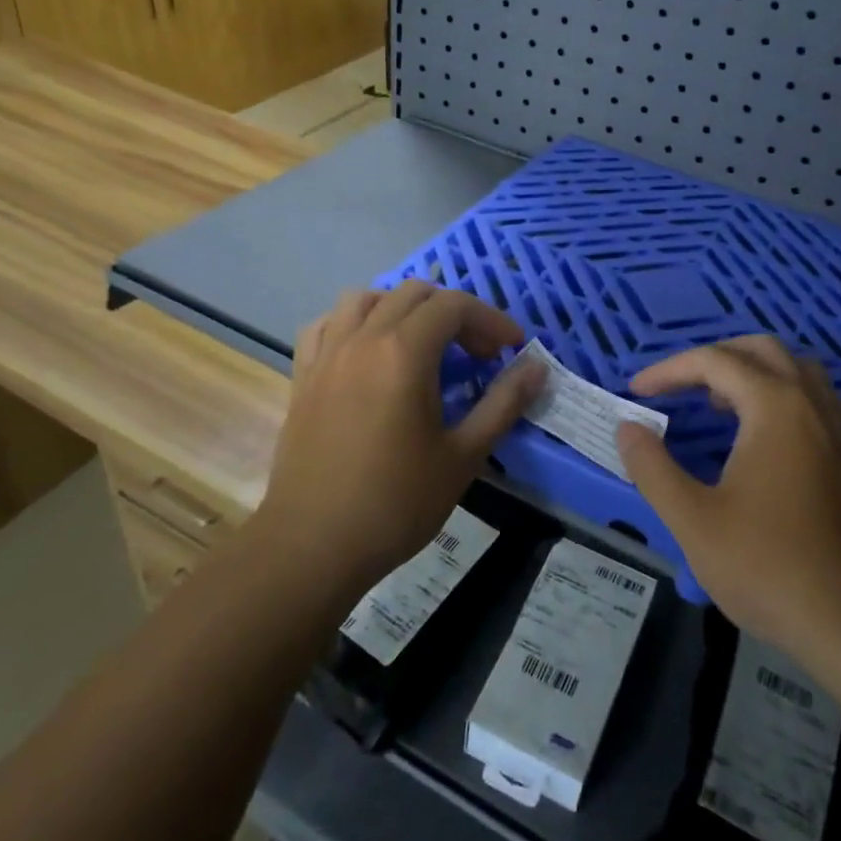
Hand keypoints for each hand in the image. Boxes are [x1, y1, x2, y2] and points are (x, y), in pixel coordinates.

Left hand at [257, 281, 544, 597]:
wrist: (312, 547)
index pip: (454, 306)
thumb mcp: (464, 456)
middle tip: (477, 354)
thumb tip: (537, 367)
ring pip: (364, 298)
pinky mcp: (303, 376)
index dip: (490, 320)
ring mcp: (326, 355)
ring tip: (423, 343)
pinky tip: (367, 351)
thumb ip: (503, 403)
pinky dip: (353, 323)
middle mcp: (362, 339)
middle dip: (454, 313)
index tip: (512, 349)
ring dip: (402, 308)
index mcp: (403, 353)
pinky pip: (326, 325)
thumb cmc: (396, 504)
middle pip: (413, 294)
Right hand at [615, 336, 840, 653]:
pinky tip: (760, 434)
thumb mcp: (693, 520)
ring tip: (716, 402)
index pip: (714, 361)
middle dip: (712, 358)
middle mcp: (812, 402)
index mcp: (775, 405)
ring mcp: (839, 427)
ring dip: (751, 371)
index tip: (637, 391)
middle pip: (760, 350)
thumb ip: (652, 467)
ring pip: (794, 369)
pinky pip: (813, 397)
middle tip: (678, 386)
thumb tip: (628, 429)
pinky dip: (779, 394)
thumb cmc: (767, 566)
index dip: (669, 370)